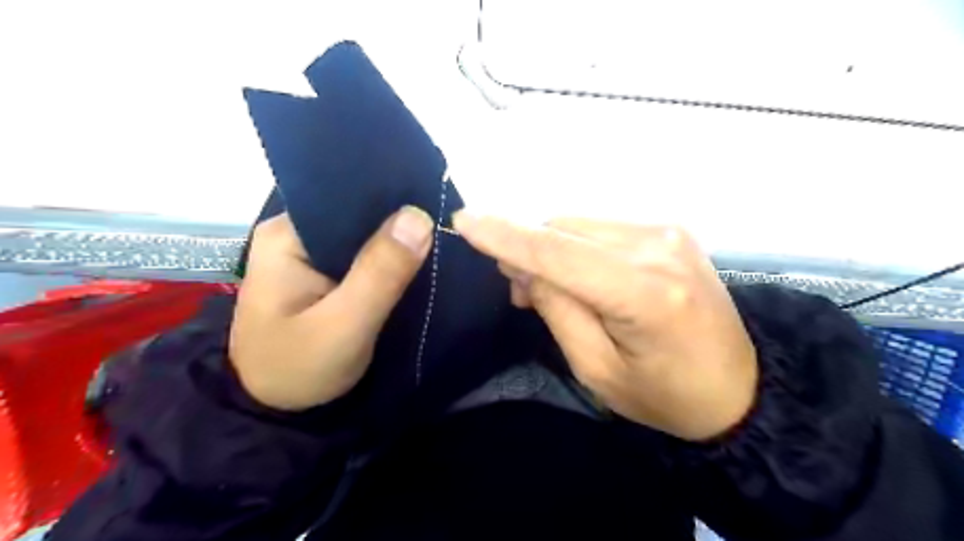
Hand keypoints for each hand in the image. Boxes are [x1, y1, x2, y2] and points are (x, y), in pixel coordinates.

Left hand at [229, 208, 433, 408]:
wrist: (275, 411)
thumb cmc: (299, 369)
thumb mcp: (343, 325)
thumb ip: (380, 273)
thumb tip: (419, 216)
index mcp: (287, 235)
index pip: (348, 198)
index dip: (392, 199)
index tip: (434, 204)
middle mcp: (296, 234)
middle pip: (358, 215)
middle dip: (399, 223)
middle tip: (443, 228)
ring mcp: (310, 255)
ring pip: (365, 237)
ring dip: (397, 243)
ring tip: (438, 241)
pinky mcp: (325, 275)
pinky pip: (365, 258)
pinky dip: (389, 262)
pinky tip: (417, 262)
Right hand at [454, 213, 760, 441]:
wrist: (739, 387)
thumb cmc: (664, 395)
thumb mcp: (597, 369)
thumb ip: (558, 310)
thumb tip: (524, 266)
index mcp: (646, 293)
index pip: (559, 253)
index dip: (507, 236)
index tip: (463, 220)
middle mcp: (658, 247)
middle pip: (564, 229)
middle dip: (527, 250)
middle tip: (517, 292)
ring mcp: (668, 232)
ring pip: (579, 224)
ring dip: (551, 249)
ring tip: (548, 288)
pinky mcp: (669, 230)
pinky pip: (600, 228)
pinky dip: (576, 246)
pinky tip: (578, 274)